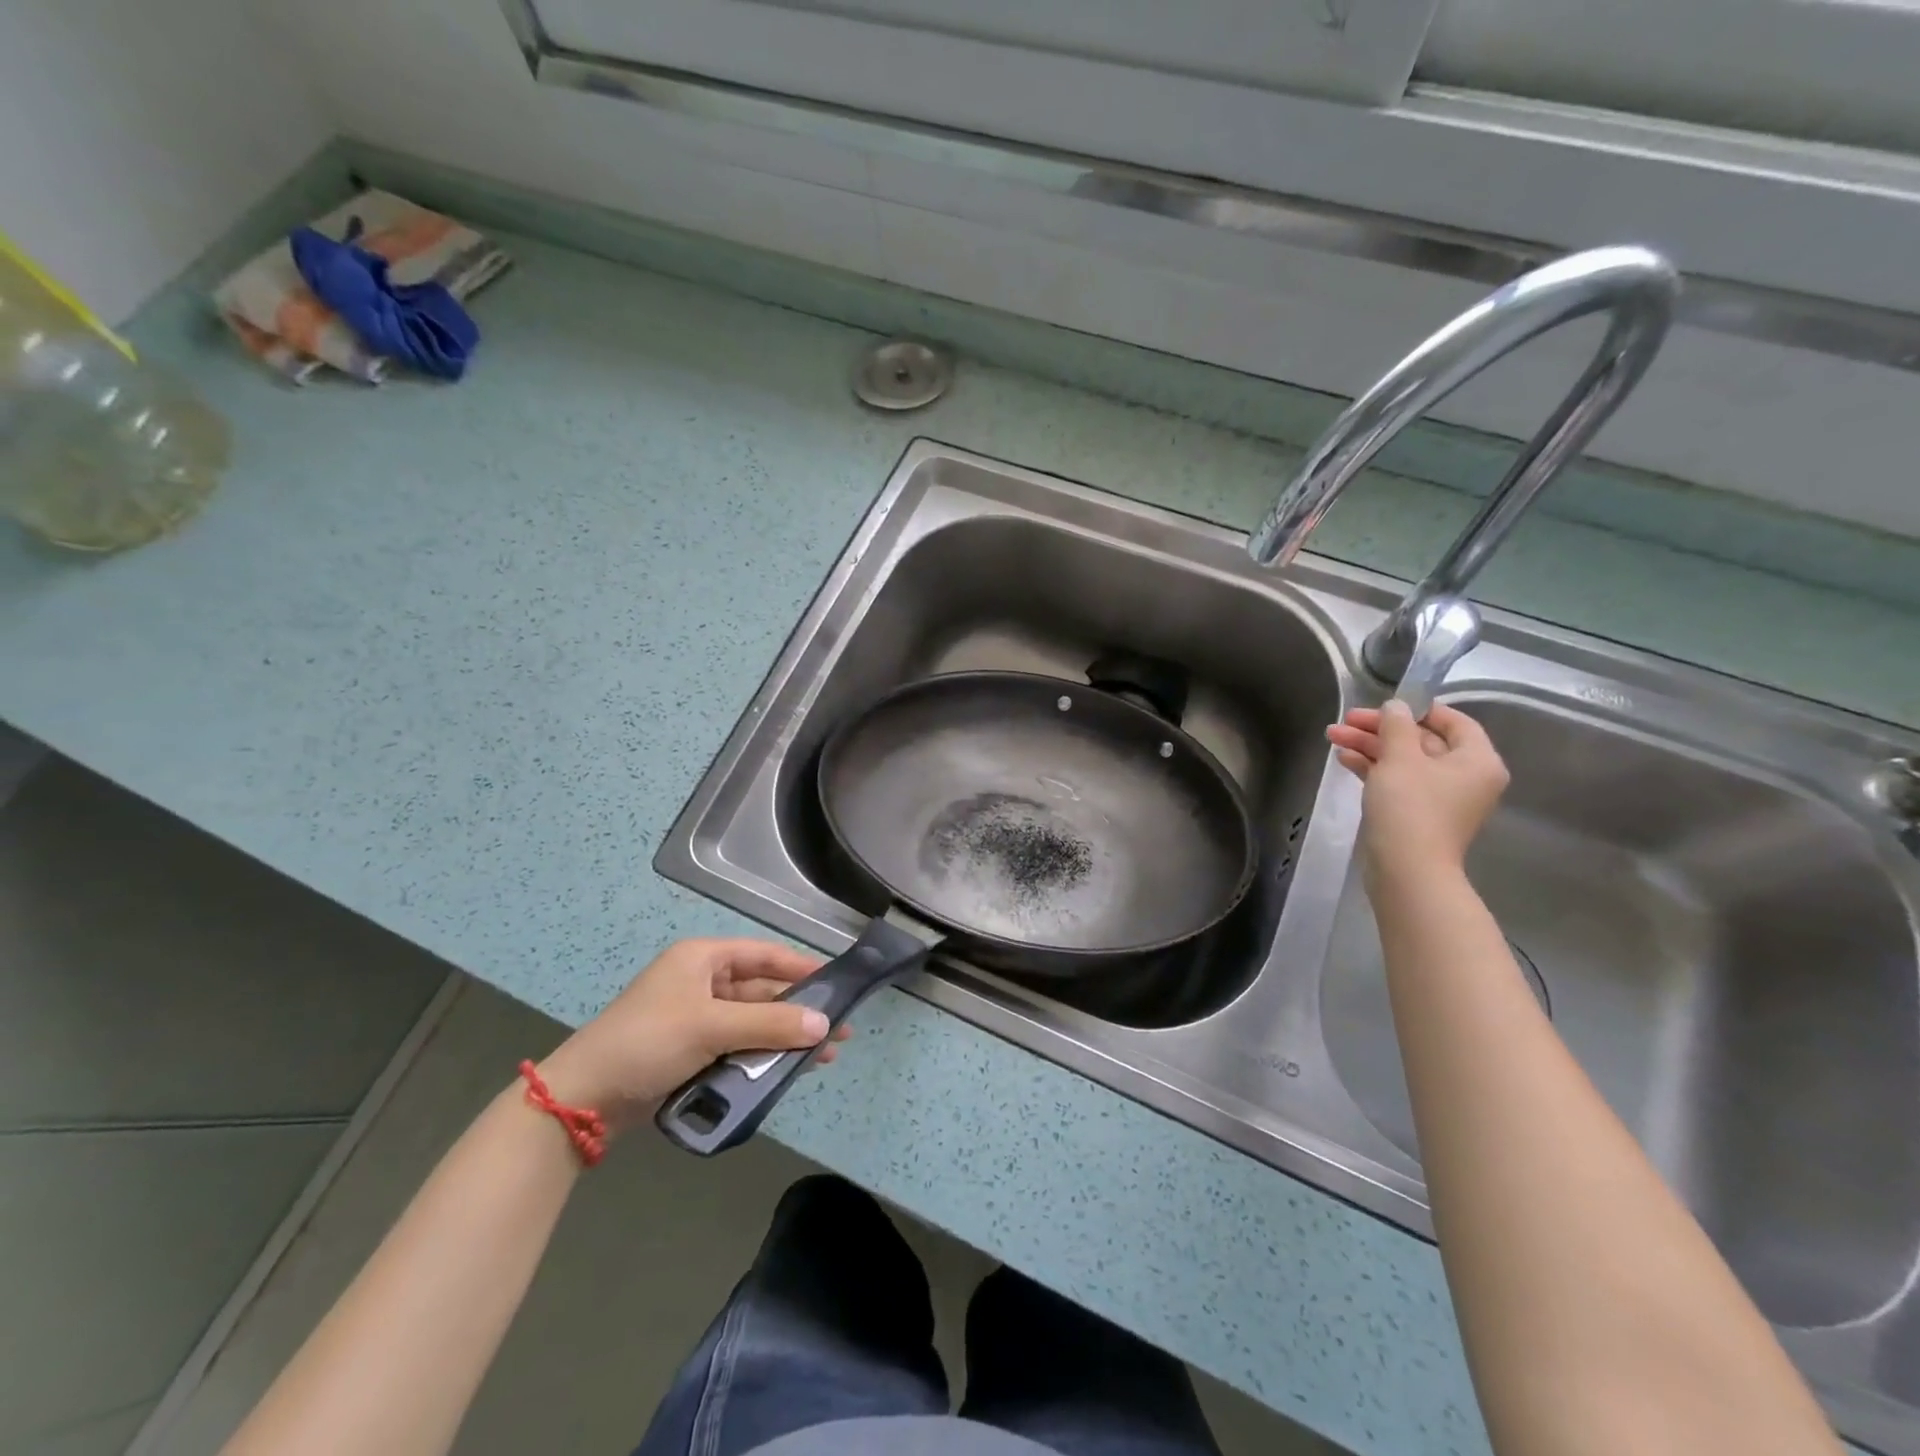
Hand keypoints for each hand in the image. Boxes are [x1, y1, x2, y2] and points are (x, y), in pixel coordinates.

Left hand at [533, 938, 846, 1136]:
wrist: (584, 1099)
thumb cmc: (648, 1042)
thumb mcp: (711, 1027)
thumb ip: (770, 1025)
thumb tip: (825, 1024)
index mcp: (703, 959)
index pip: (764, 954)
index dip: (802, 968)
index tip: (838, 984)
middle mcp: (703, 982)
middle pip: (763, 992)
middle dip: (799, 1012)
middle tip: (839, 1031)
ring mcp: (697, 1019)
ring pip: (753, 1024)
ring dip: (785, 1039)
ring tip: (824, 1058)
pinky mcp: (693, 1052)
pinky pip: (739, 1048)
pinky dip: (763, 1058)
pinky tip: (789, 1072)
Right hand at [1326, 700, 1509, 881]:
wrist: (1406, 869)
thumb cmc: (1410, 807)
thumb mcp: (1400, 758)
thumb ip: (1396, 726)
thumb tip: (1395, 707)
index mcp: (1477, 761)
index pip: (1454, 722)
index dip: (1418, 709)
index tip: (1384, 704)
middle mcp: (1465, 778)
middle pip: (1423, 741)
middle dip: (1380, 729)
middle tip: (1345, 720)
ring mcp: (1441, 798)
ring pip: (1405, 761)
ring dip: (1370, 747)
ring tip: (1333, 736)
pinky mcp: (1418, 815)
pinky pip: (1397, 781)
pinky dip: (1373, 768)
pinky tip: (1344, 758)